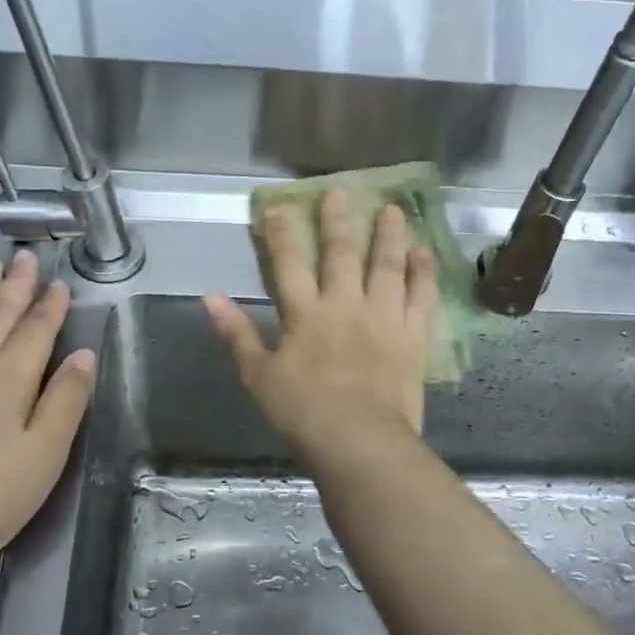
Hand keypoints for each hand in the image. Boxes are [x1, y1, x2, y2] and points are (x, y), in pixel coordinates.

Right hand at [205, 188, 436, 458]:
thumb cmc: (302, 413)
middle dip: (338, 222)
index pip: (288, 265)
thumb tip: (209, 297)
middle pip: (341, 254)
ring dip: (389, 236)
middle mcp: (345, 305)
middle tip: (341, 192)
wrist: (359, 442)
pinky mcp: (413, 338)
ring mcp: (383, 318)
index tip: (280, 207)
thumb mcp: (258, 376)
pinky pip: (421, 298)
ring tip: (393, 210)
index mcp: (305, 315)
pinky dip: (423, 274)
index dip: (282, 235)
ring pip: (387, 266)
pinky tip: (424, 253)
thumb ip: (235, 334)